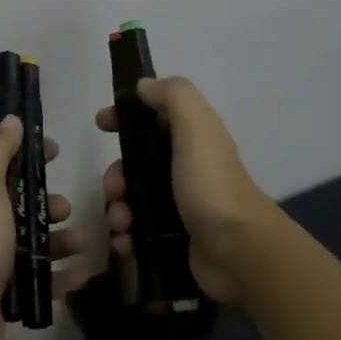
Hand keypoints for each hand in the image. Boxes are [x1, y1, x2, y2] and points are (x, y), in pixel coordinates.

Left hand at [0, 115, 81, 339]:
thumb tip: (11, 119)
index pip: (4, 167)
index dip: (29, 156)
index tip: (56, 150)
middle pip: (23, 207)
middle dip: (49, 204)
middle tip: (66, 210)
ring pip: (36, 245)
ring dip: (61, 241)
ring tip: (82, 244)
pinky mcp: (8, 296)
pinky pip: (42, 281)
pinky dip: (61, 277)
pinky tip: (81, 275)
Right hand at [95, 76, 275, 306]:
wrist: (239, 252)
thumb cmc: (212, 185)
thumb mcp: (196, 128)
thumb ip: (173, 96)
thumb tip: (144, 86)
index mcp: (192, 138)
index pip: (153, 116)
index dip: (126, 116)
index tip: (102, 124)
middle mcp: (185, 167)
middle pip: (136, 161)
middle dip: (116, 174)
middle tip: (114, 189)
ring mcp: (179, 204)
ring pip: (132, 197)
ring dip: (117, 207)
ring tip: (121, 223)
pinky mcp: (173, 236)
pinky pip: (137, 229)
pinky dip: (126, 234)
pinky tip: (125, 241)